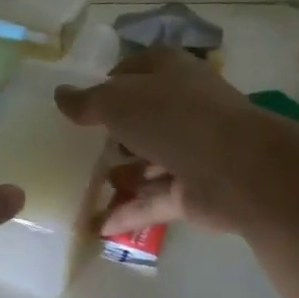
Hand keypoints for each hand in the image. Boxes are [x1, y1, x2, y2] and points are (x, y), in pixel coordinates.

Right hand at [54, 48, 251, 234]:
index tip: (81, 104)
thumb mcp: (116, 102)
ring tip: (84, 188)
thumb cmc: (173, 119)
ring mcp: (192, 151)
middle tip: (79, 147)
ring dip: (122, 175)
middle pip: (143, 118)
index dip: (108, 83)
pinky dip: (129, 212)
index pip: (134, 71)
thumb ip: (86, 101)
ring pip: (150, 161)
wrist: (238, 169)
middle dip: (114, 133)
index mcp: (169, 73)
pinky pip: (154, 200)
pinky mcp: (195, 190)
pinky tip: (97, 227)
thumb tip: (60, 95)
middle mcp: (183, 108)